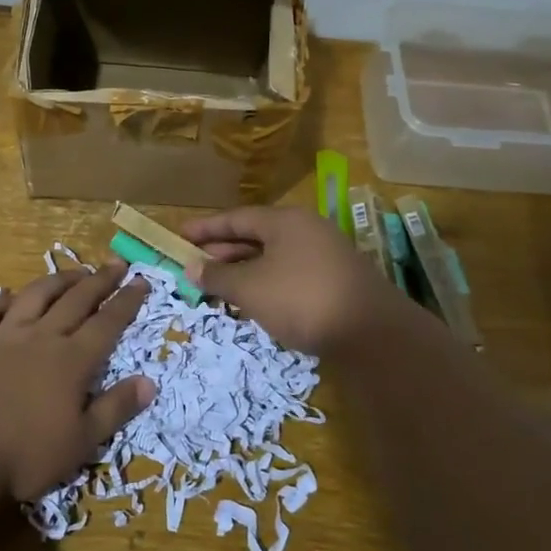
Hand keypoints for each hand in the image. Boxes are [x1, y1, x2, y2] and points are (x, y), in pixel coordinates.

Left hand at [0, 263, 153, 502]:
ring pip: (35, 296)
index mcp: (72, 361)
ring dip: (57, 280)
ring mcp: (4, 337)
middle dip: (99, 281)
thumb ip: (115, 409)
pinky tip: (7, 293)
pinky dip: (1, 298)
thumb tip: (150, 382)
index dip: (126, 302)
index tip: (142, 281)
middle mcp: (42, 338)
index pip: (107, 323)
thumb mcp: (81, 442)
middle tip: (116, 264)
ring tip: (74, 271)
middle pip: (75, 301)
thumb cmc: (24, 454)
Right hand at [183, 205, 416, 354]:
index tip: (179, 236)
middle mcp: (306, 230)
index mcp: (285, 221)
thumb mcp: (250, 288)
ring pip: (273, 257)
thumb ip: (218, 276)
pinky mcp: (335, 281)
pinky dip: (266, 283)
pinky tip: (254, 302)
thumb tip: (192, 267)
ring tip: (218, 286)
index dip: (206, 228)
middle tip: (194, 265)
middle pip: (255, 236)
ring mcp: (324, 255)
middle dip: (223, 252)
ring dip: (243, 270)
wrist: (371, 332)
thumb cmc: (301, 298)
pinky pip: (289, 273)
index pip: (236, 218)